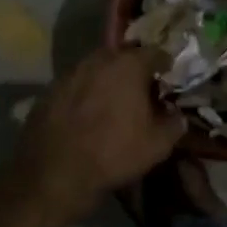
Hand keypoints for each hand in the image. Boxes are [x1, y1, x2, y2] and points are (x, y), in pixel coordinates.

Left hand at [12, 47, 186, 219]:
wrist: (55, 173)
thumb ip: (174, 123)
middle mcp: (98, 60)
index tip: (168, 79)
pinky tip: (86, 114)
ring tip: (112, 102)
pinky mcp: (49, 90)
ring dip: (107, 80)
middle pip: (123, 56)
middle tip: (141, 90)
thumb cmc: (114, 153)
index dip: (165, 65)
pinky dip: (85, 93)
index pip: (156, 53)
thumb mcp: (158, 144)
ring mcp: (70, 73)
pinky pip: (76, 85)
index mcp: (128, 65)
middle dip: (134, 69)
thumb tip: (177, 115)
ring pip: (96, 69)